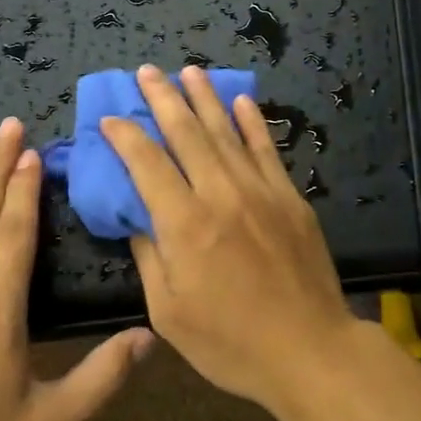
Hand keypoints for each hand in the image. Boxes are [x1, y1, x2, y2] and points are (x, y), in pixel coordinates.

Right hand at [100, 64, 355, 409]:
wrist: (310, 350)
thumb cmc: (231, 342)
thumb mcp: (169, 313)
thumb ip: (149, 258)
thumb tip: (135, 218)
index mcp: (185, 224)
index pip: (147, 164)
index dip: (125, 136)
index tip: (110, 117)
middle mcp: (220, 194)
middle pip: (186, 133)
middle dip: (163, 98)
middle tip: (147, 72)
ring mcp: (260, 190)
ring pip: (226, 131)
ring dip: (205, 98)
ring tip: (189, 71)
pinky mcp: (289, 196)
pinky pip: (267, 149)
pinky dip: (252, 122)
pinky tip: (242, 100)